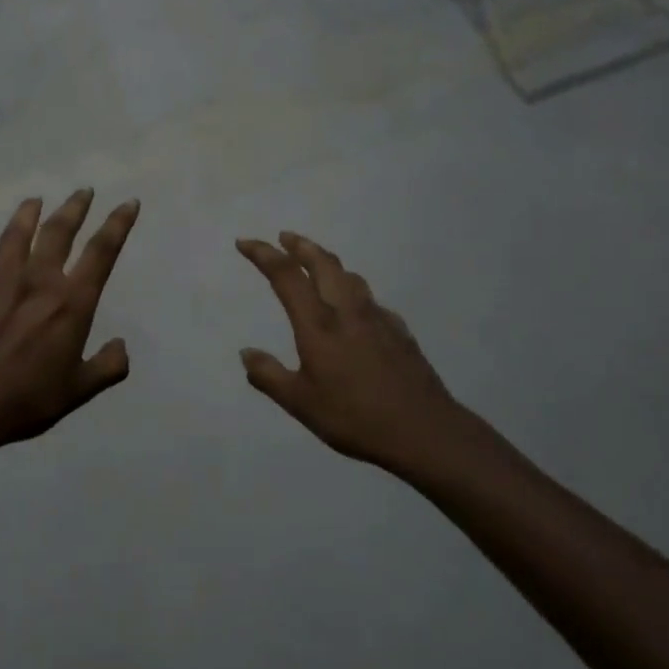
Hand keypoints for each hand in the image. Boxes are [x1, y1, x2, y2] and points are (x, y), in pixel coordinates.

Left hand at [0, 190, 138, 457]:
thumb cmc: (26, 401)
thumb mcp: (78, 391)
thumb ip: (107, 367)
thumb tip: (122, 346)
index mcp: (71, 303)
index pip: (101, 253)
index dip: (118, 224)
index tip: (128, 203)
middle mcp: (37, 282)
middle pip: (58, 232)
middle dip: (74, 208)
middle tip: (83, 191)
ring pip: (15, 236)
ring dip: (26, 215)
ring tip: (34, 200)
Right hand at [237, 233, 467, 474]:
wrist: (423, 430)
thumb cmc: (354, 417)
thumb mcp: (300, 403)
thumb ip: (269, 375)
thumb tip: (246, 353)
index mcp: (318, 325)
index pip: (287, 276)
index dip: (264, 255)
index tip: (245, 242)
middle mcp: (348, 312)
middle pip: (324, 264)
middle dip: (301, 246)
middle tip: (285, 237)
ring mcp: (378, 320)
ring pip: (351, 278)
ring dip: (329, 264)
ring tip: (318, 265)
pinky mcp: (400, 333)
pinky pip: (372, 301)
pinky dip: (355, 293)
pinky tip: (356, 310)